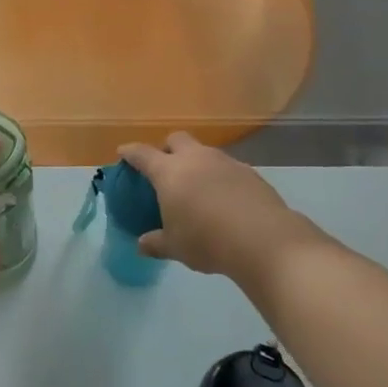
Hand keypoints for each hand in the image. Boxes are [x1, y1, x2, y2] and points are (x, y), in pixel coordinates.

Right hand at [117, 132, 337, 292]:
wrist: (264, 240)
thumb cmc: (208, 241)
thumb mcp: (175, 246)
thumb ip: (156, 243)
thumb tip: (141, 244)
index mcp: (169, 172)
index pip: (142, 154)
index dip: (130, 152)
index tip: (123, 153)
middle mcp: (196, 159)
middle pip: (176, 139)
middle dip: (167, 148)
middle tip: (165, 168)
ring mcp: (225, 162)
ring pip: (204, 152)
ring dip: (196, 162)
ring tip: (197, 187)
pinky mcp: (250, 172)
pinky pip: (227, 167)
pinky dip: (219, 177)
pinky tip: (224, 199)